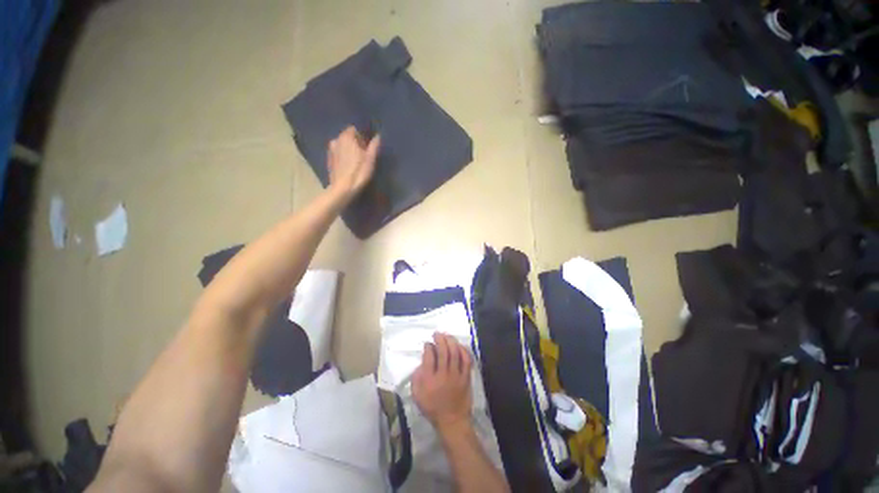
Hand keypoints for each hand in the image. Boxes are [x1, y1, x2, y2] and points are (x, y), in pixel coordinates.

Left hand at [326, 126, 379, 201]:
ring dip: (348, 149)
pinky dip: (343, 156)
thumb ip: (374, 146)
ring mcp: (331, 150)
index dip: (362, 136)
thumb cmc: (359, 172)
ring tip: (356, 160)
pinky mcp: (329, 160)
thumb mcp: (370, 159)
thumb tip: (378, 136)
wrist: (343, 188)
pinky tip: (348, 165)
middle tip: (363, 153)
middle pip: (347, 137)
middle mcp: (336, 140)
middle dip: (354, 142)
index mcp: (347, 137)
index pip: (354, 129)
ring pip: (342, 145)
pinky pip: (338, 153)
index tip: (367, 145)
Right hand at [412, 333, 473, 435]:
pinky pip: (466, 360)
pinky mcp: (466, 377)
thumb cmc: (432, 408)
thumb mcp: (417, 395)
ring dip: (450, 341)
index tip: (427, 343)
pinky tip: (459, 345)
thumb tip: (421, 363)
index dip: (428, 346)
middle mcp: (443, 375)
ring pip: (455, 352)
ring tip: (447, 336)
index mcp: (430, 380)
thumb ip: (416, 377)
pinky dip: (463, 350)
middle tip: (437, 334)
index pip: (429, 357)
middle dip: (439, 339)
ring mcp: (456, 375)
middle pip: (443, 351)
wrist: (452, 421)